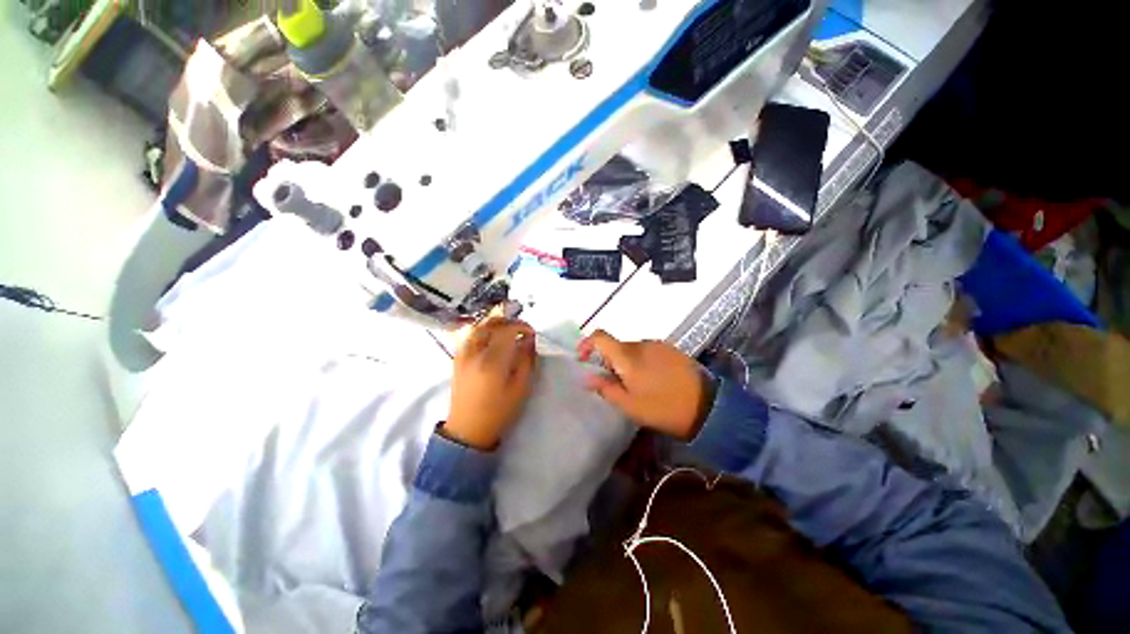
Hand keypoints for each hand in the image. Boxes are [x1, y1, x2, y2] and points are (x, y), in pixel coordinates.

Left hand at [443, 318, 536, 450]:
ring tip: (507, 331)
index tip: (531, 334)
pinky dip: (482, 331)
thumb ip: (526, 360)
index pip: (506, 330)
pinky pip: (469, 336)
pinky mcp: (457, 359)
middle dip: (508, 322)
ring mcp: (462, 355)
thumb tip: (529, 340)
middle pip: (490, 324)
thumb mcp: (521, 388)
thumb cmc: (499, 411)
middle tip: (521, 329)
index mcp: (492, 361)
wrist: (467, 430)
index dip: (521, 327)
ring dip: (494, 324)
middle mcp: (474, 353)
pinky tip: (491, 339)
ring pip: (478, 327)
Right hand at [578, 330, 713, 439]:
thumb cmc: (663, 408)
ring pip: (632, 349)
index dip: (587, 343)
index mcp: (628, 356)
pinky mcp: (671, 349)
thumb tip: (586, 377)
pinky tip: (652, 379)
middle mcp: (641, 344)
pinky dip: (641, 361)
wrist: (707, 406)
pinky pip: (648, 351)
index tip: (583, 359)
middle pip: (616, 345)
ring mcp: (658, 345)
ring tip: (635, 384)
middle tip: (612, 382)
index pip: (600, 336)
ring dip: (626, 362)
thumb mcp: (630, 405)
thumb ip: (605, 388)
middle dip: (608, 360)